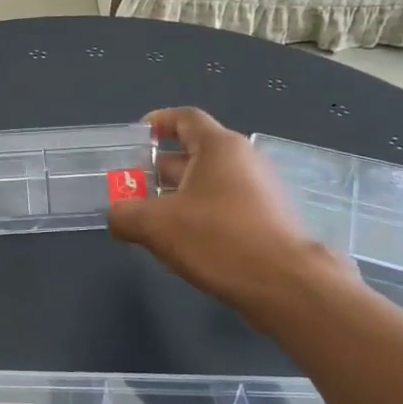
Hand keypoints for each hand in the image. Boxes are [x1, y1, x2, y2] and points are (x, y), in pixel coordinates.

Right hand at [108, 108, 346, 314]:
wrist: (287, 285)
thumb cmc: (218, 239)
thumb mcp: (155, 225)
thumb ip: (124, 214)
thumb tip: (115, 216)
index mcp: (219, 147)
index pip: (185, 118)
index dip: (157, 123)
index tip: (135, 139)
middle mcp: (243, 160)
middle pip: (193, 153)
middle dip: (158, 170)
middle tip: (130, 189)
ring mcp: (260, 191)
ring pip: (207, 184)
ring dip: (176, 197)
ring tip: (150, 220)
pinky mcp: (267, 220)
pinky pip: (224, 207)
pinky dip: (199, 216)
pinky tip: (182, 243)